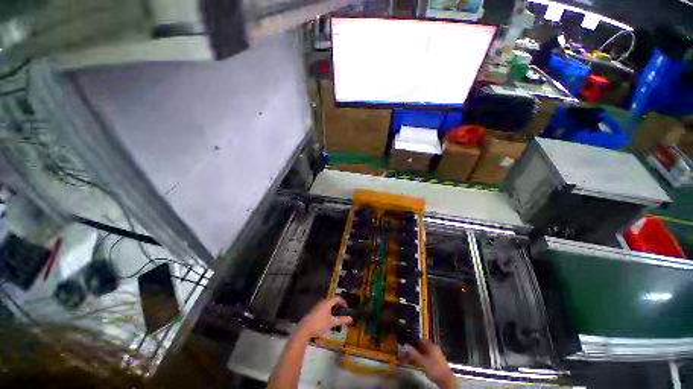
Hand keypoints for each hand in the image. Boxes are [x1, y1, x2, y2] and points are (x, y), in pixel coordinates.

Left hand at [296, 297, 352, 337]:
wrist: (305, 328)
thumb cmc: (320, 324)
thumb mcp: (332, 322)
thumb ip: (342, 320)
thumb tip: (351, 318)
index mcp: (327, 303)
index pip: (337, 298)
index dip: (343, 302)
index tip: (347, 308)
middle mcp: (321, 303)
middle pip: (332, 301)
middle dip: (338, 306)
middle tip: (343, 312)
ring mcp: (316, 306)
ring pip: (327, 305)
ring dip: (333, 309)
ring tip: (337, 317)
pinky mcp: (313, 311)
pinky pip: (323, 308)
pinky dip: (328, 311)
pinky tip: (329, 319)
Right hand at [405, 340, 455, 388]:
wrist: (443, 378)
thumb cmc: (433, 368)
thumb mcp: (422, 361)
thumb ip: (413, 353)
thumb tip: (405, 345)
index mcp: (432, 347)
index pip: (422, 341)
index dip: (413, 342)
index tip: (405, 344)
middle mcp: (434, 349)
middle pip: (422, 347)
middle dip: (413, 350)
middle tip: (404, 353)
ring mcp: (435, 355)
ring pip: (423, 353)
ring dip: (415, 356)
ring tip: (406, 359)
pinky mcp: (434, 361)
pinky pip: (425, 358)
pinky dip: (419, 360)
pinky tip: (413, 363)